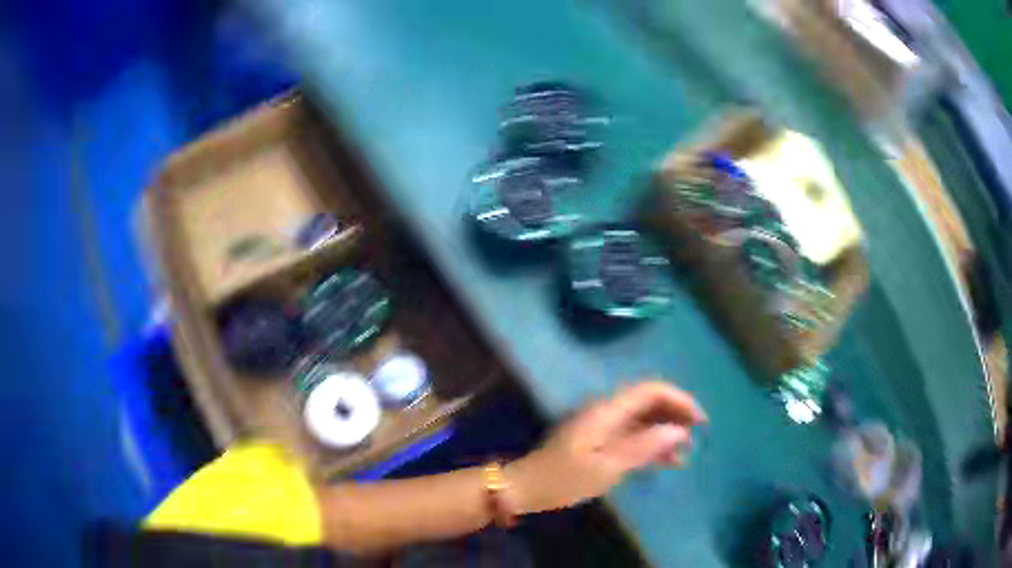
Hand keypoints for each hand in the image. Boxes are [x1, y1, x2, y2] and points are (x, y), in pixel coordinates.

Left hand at [505, 381, 705, 514]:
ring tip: (684, 452)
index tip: (699, 420)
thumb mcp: (606, 467)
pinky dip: (650, 444)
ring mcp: (602, 426)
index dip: (679, 399)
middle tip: (696, 435)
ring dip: (665, 431)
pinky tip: (665, 460)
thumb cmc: (564, 479)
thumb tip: (678, 430)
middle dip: (675, 414)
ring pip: (642, 419)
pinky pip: (631, 435)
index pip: (651, 390)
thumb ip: (643, 447)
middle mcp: (607, 411)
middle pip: (649, 402)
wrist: (525, 488)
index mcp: (608, 411)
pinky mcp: (598, 440)